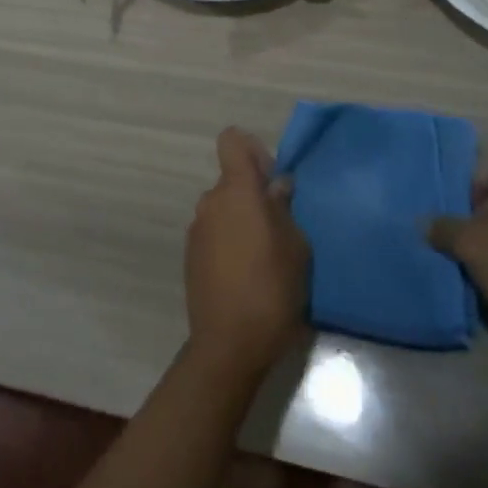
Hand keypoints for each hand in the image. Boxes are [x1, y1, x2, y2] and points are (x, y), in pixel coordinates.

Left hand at [185, 128, 309, 375]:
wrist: (229, 346)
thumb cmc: (271, 290)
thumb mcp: (296, 247)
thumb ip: (284, 209)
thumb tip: (276, 187)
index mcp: (236, 191)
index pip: (232, 141)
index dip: (252, 150)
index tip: (271, 178)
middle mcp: (210, 202)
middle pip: (231, 180)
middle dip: (254, 193)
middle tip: (281, 225)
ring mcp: (196, 229)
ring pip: (223, 208)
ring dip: (242, 219)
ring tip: (266, 255)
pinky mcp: (191, 255)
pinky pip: (215, 232)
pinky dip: (230, 240)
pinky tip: (247, 273)